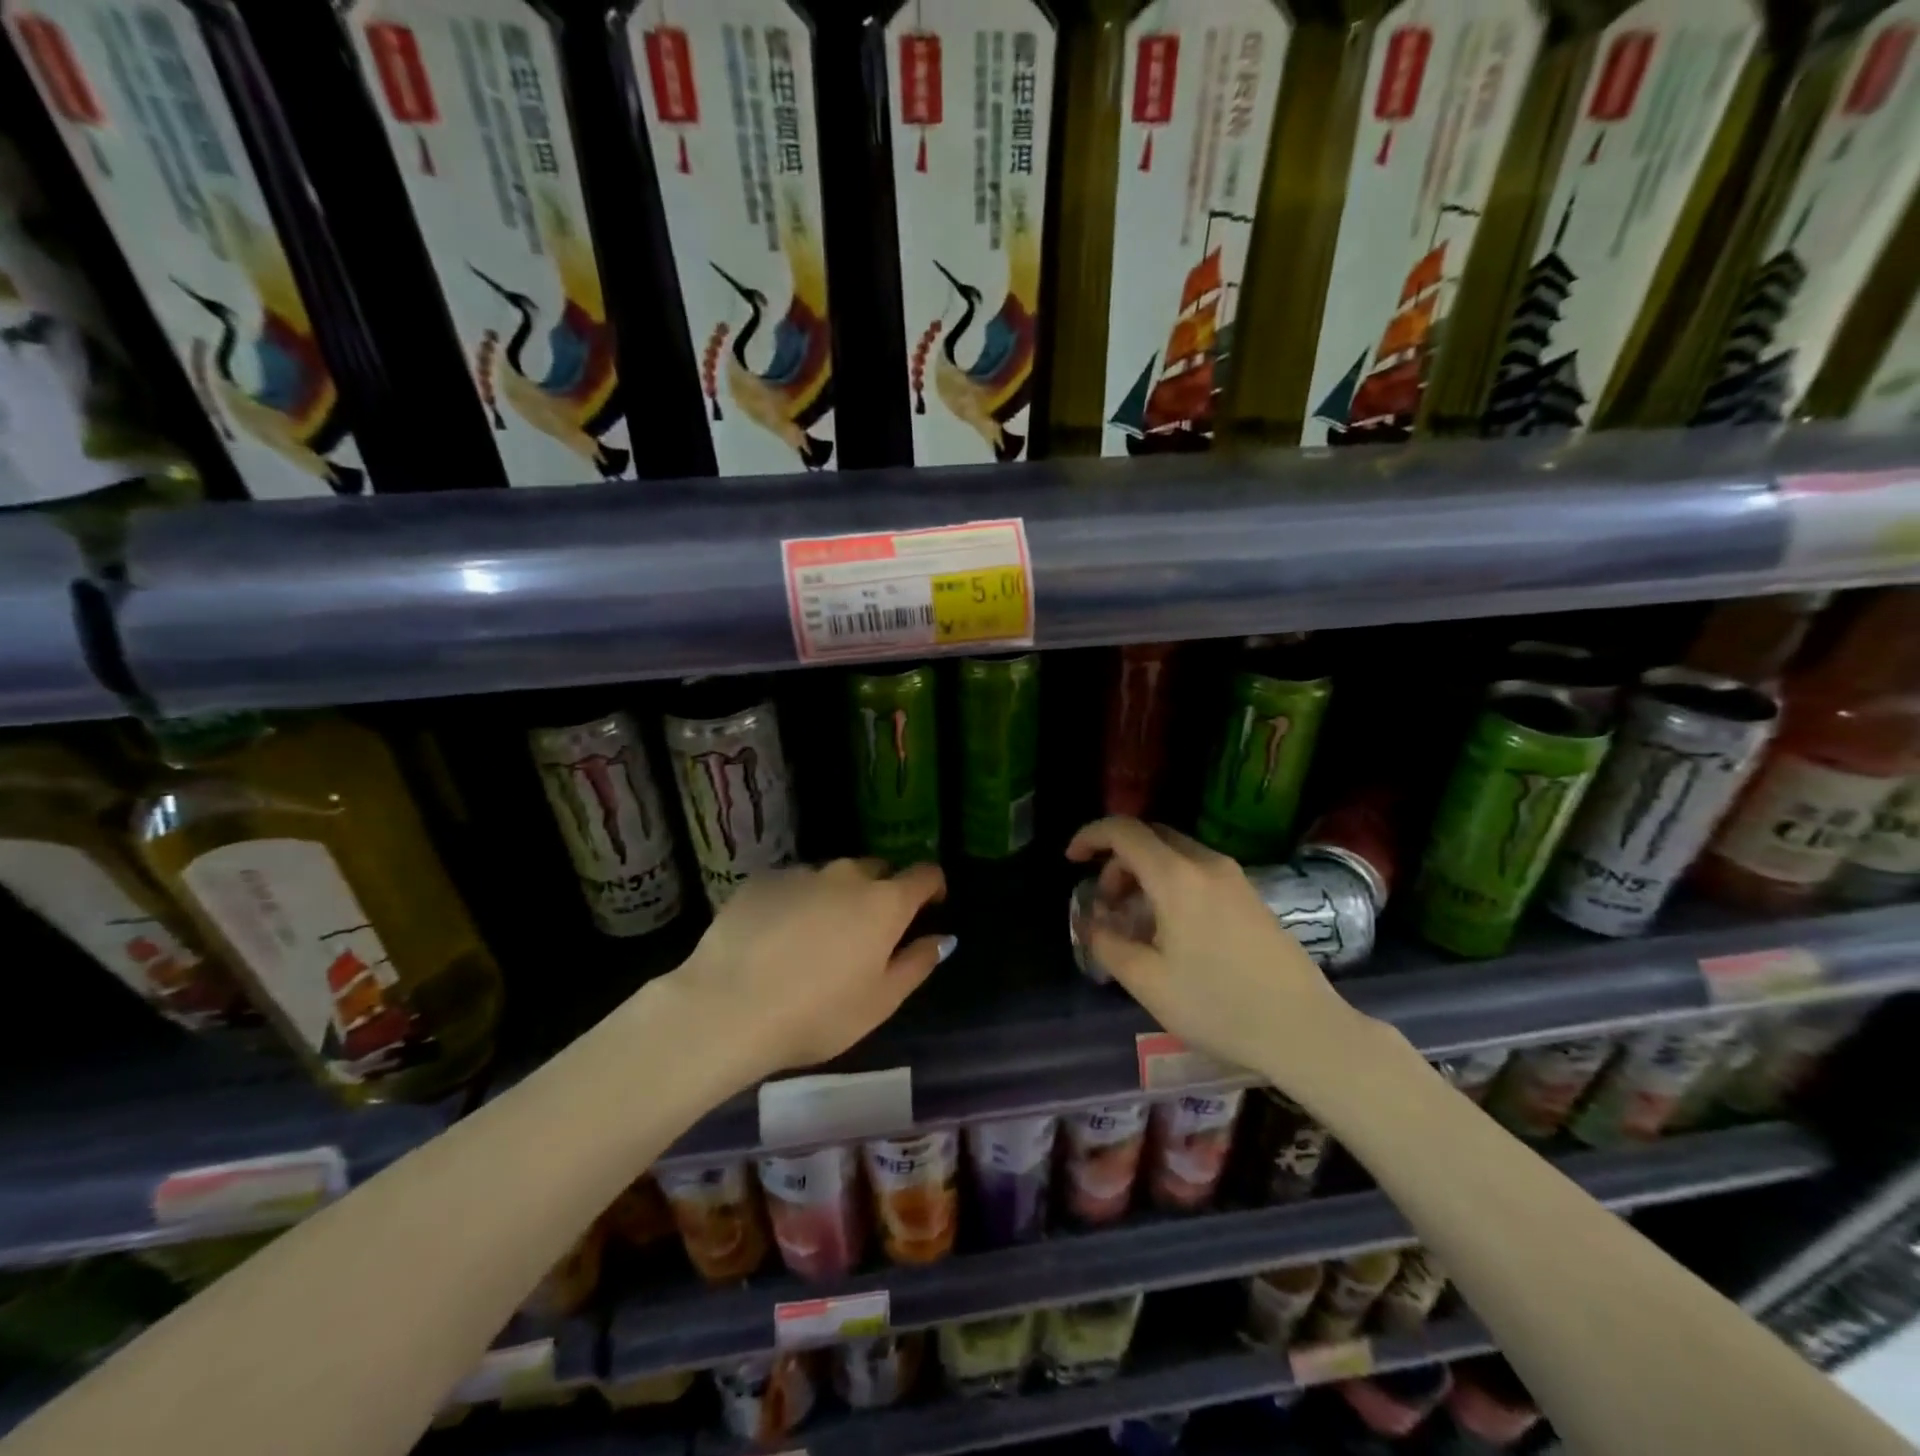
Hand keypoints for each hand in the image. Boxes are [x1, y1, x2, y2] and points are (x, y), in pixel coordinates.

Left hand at [664, 859, 951, 1085]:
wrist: (727, 1007)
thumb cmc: (817, 1014)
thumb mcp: (880, 1002)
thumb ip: (917, 963)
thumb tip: (942, 938)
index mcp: (885, 903)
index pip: (924, 874)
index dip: (932, 886)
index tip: (930, 904)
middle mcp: (847, 875)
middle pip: (876, 871)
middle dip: (880, 893)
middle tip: (866, 932)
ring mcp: (801, 873)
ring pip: (831, 877)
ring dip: (835, 897)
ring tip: (815, 938)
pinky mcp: (761, 880)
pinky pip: (792, 884)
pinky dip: (795, 901)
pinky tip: (775, 936)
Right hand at [1066, 818, 1357, 1077]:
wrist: (1304, 1029)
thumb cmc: (1218, 1005)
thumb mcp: (1147, 981)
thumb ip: (1107, 944)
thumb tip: (1090, 922)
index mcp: (1177, 877)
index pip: (1124, 831)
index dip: (1090, 836)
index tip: (1071, 860)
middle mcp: (1206, 864)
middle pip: (1150, 838)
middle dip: (1116, 861)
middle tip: (1105, 903)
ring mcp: (1234, 878)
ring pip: (1175, 854)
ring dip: (1144, 874)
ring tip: (1134, 921)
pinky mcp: (1251, 896)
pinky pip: (1197, 871)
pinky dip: (1170, 883)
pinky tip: (1170, 929)